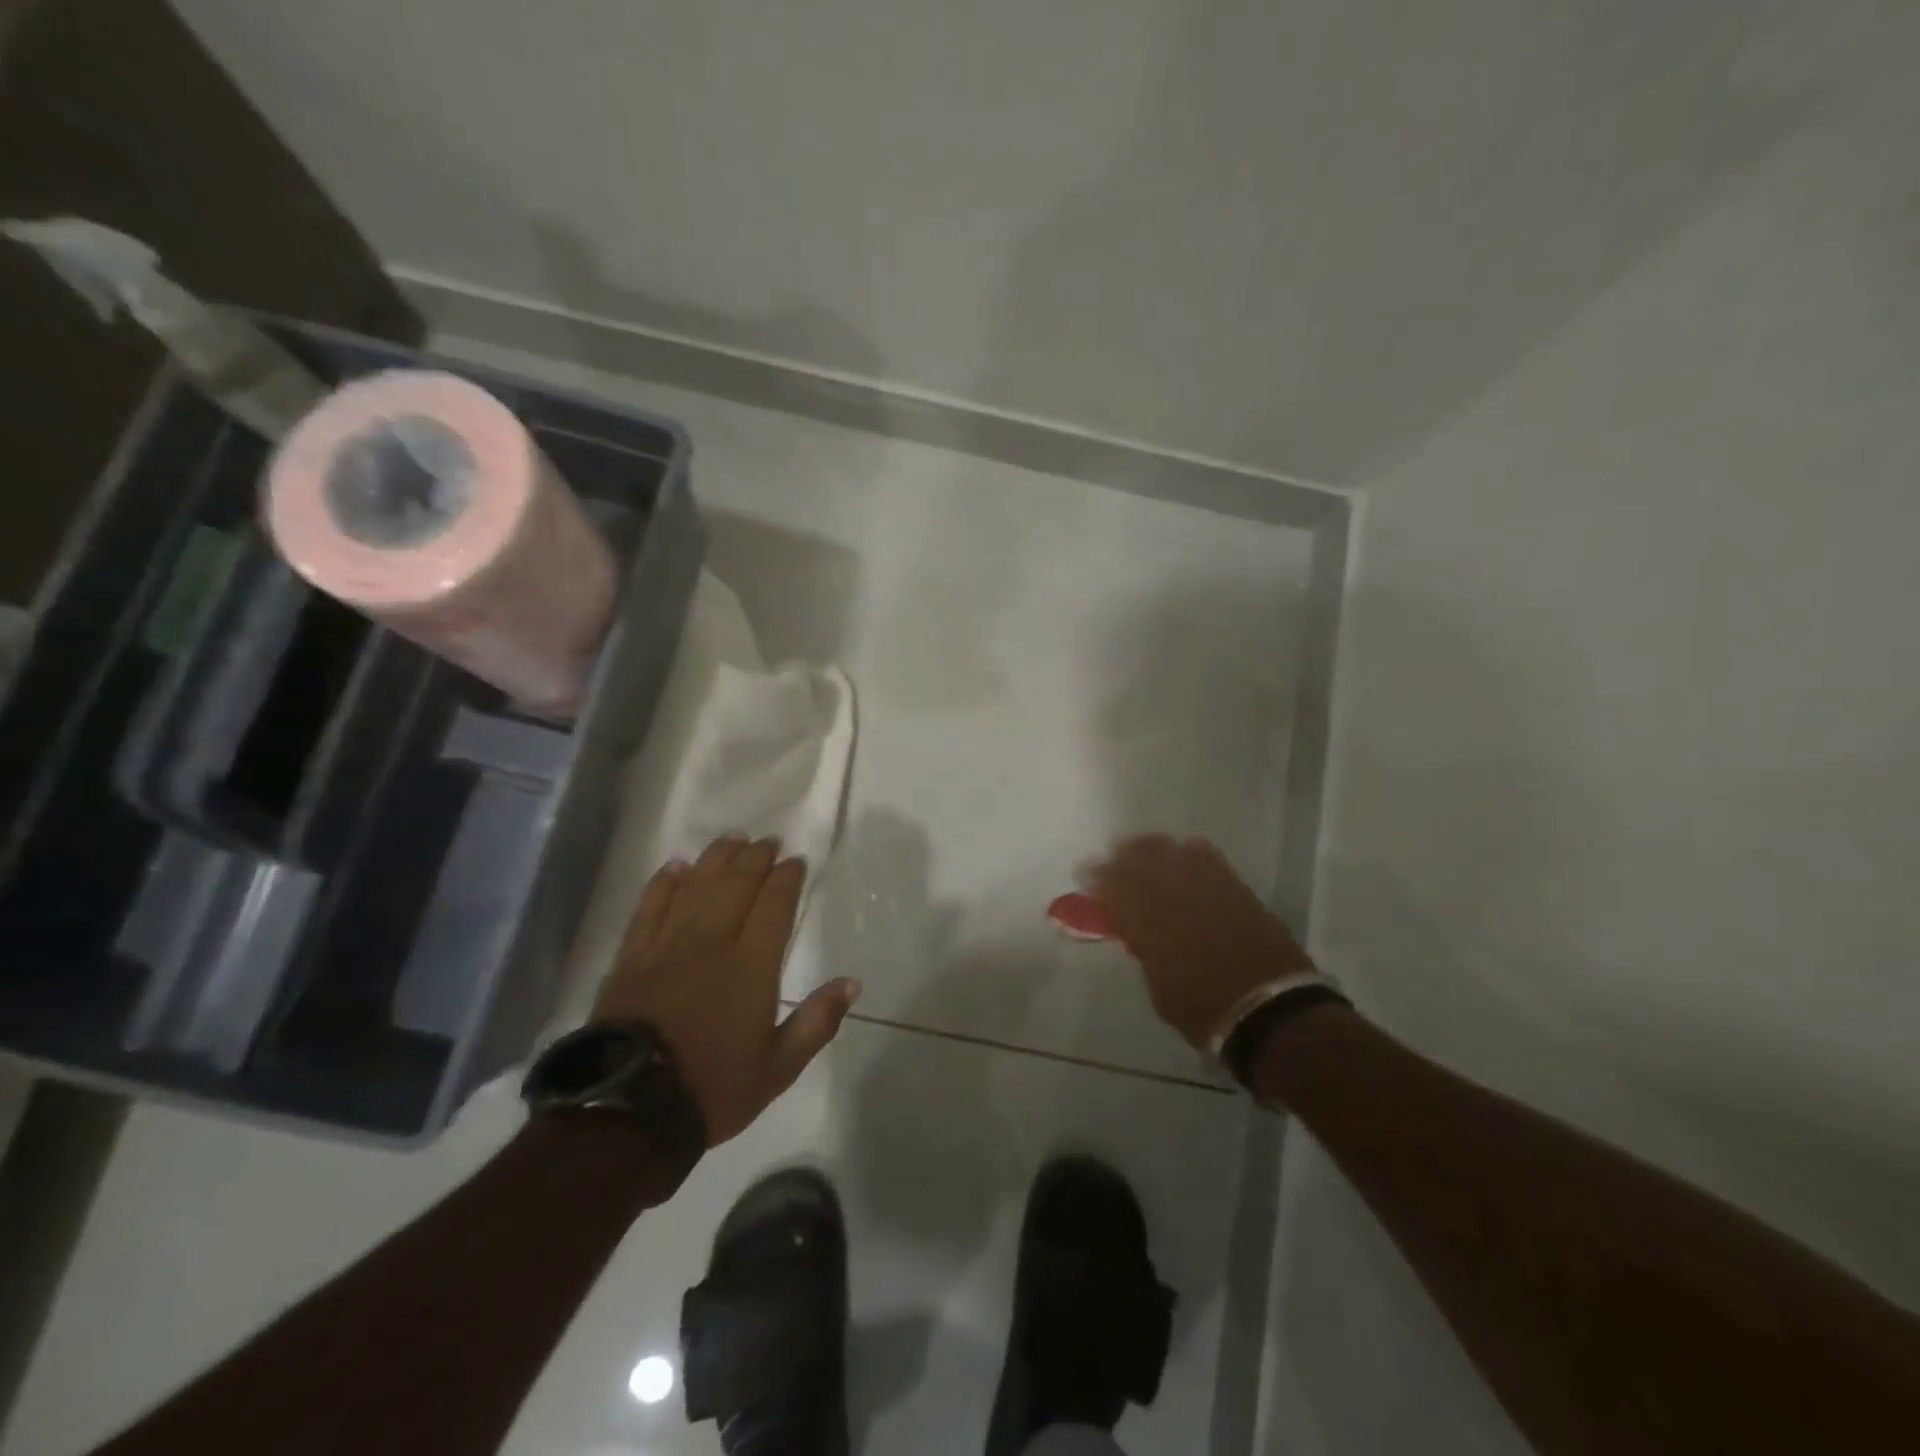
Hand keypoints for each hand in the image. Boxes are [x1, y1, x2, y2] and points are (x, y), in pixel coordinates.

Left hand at [593, 834, 861, 1144]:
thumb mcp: (779, 1067)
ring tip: (731, 839)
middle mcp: (711, 942)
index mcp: (751, 965)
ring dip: (716, 858)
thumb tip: (852, 983)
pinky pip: (649, 907)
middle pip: (736, 884)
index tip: (795, 861)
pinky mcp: (632, 957)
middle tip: (767, 841)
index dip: (786, 878)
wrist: (629, 1112)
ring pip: (696, 886)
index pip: (774, 905)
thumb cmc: (713, 1088)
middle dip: (755, 858)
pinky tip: (675, 867)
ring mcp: (667, 945)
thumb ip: (817, 1021)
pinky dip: (663, 884)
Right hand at [1087, 834, 1316, 1049]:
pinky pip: (1208, 859)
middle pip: (1141, 864)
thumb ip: (1146, 952)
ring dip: (1152, 848)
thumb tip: (1139, 934)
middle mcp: (1174, 898)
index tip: (1085, 872)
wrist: (1270, 1010)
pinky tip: (1185, 851)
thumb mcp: (1160, 988)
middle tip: (1111, 854)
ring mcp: (1207, 889)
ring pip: (1172, 854)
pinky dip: (1191, 853)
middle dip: (1122, 857)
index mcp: (1148, 926)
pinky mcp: (1236, 889)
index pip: (1115, 890)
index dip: (1098, 879)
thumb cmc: (1205, 1010)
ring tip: (1142, 848)